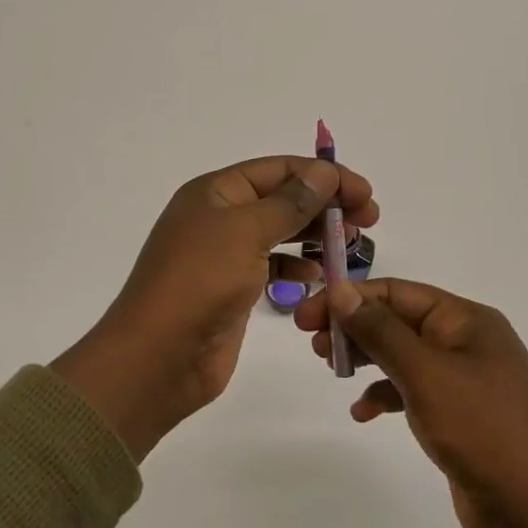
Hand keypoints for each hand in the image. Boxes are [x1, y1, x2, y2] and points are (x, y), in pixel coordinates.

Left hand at [55, 156, 377, 459]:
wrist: (158, 357)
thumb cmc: (199, 283)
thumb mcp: (246, 232)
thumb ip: (289, 202)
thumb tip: (324, 173)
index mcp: (215, 192)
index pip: (279, 170)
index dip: (324, 176)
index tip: (365, 194)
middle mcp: (219, 218)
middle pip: (282, 199)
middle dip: (325, 205)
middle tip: (369, 220)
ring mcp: (224, 256)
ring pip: (280, 234)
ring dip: (315, 236)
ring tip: (350, 245)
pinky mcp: (232, 291)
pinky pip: (272, 268)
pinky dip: (296, 269)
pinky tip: (317, 278)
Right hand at [294, 277, 527, 527]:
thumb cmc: (484, 430)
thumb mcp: (426, 374)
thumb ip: (381, 330)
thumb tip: (342, 290)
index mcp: (466, 320)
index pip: (397, 292)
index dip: (350, 298)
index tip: (306, 316)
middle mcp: (466, 342)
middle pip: (398, 321)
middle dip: (355, 328)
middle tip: (313, 345)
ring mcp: (464, 381)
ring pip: (402, 356)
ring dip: (366, 359)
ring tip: (333, 371)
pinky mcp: (459, 416)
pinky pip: (412, 392)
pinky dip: (385, 395)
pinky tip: (363, 413)